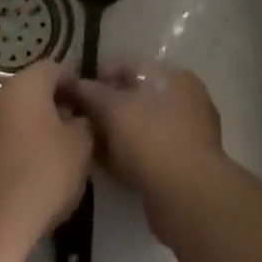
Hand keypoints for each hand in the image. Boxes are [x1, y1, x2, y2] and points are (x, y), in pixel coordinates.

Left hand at [0, 61, 93, 249]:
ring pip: (17, 115)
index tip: (89, 109)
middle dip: (56, 108)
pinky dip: (20, 146)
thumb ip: (85, 123)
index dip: (74, 85)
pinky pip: (4, 137)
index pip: (53, 69)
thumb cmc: (43, 172)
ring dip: (38, 128)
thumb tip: (79, 118)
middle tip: (78, 133)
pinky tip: (35, 172)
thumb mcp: (81, 145)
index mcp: (25, 84)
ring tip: (59, 156)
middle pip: (33, 91)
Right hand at [68, 63, 225, 216]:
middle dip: (108, 108)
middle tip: (83, 122)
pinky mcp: (189, 162)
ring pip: (144, 124)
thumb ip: (88, 91)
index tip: (75, 94)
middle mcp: (187, 98)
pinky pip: (153, 149)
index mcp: (173, 76)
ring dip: (118, 132)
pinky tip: (112, 165)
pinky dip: (133, 152)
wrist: (187, 195)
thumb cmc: (149, 138)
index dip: (98, 77)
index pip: (128, 66)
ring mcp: (192, 131)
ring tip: (93, 145)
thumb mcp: (111, 108)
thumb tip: (69, 82)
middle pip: (137, 96)